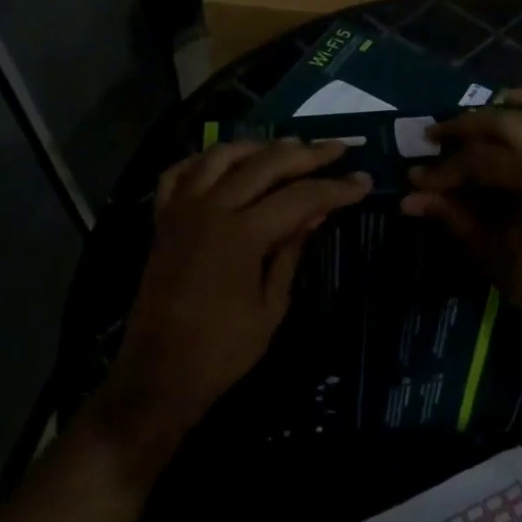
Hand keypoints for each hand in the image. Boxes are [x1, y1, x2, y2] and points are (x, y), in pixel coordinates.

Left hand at [106, 140, 370, 443]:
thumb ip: (291, 251)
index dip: (335, 188)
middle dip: (306, 154)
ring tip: (287, 147)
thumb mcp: (271, 306)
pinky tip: (224, 161)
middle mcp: (211, 209)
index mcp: (242, 234)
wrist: (158, 375)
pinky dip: (203, 160)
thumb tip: (316, 213)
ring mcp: (182, 210)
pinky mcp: (162, 220)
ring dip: (258, 146)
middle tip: (337, 148)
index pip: (300, 198)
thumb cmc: (222, 350)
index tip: (363, 181)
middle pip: (265, 164)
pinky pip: (179, 173)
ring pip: (222, 156)